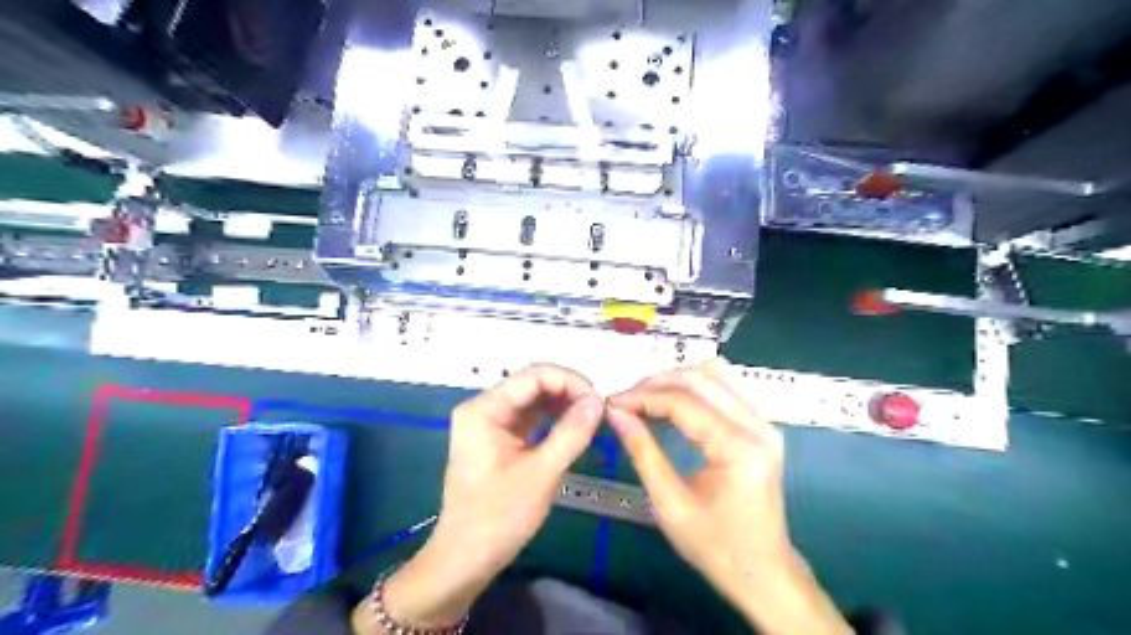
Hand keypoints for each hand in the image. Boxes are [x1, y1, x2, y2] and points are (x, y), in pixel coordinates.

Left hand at [358, 364, 609, 633]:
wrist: (465, 559)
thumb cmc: (499, 517)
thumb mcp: (541, 473)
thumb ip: (571, 433)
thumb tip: (599, 401)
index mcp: (483, 410)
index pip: (533, 376)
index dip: (569, 381)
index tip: (599, 400)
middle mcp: (483, 408)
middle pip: (532, 384)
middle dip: (568, 391)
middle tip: (599, 409)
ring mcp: (489, 423)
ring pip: (533, 400)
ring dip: (563, 404)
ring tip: (593, 415)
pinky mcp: (498, 438)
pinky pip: (529, 418)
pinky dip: (553, 419)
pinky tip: (575, 424)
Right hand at [609, 363, 847, 634]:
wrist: (762, 571)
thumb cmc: (716, 546)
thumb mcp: (670, 504)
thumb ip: (643, 452)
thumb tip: (615, 414)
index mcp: (738, 448)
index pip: (684, 403)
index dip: (643, 397)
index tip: (612, 403)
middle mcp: (758, 426)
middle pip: (701, 380)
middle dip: (657, 383)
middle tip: (625, 400)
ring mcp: (764, 423)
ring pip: (716, 376)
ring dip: (676, 380)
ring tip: (645, 397)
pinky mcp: (762, 427)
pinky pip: (727, 388)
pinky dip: (695, 387)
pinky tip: (674, 399)